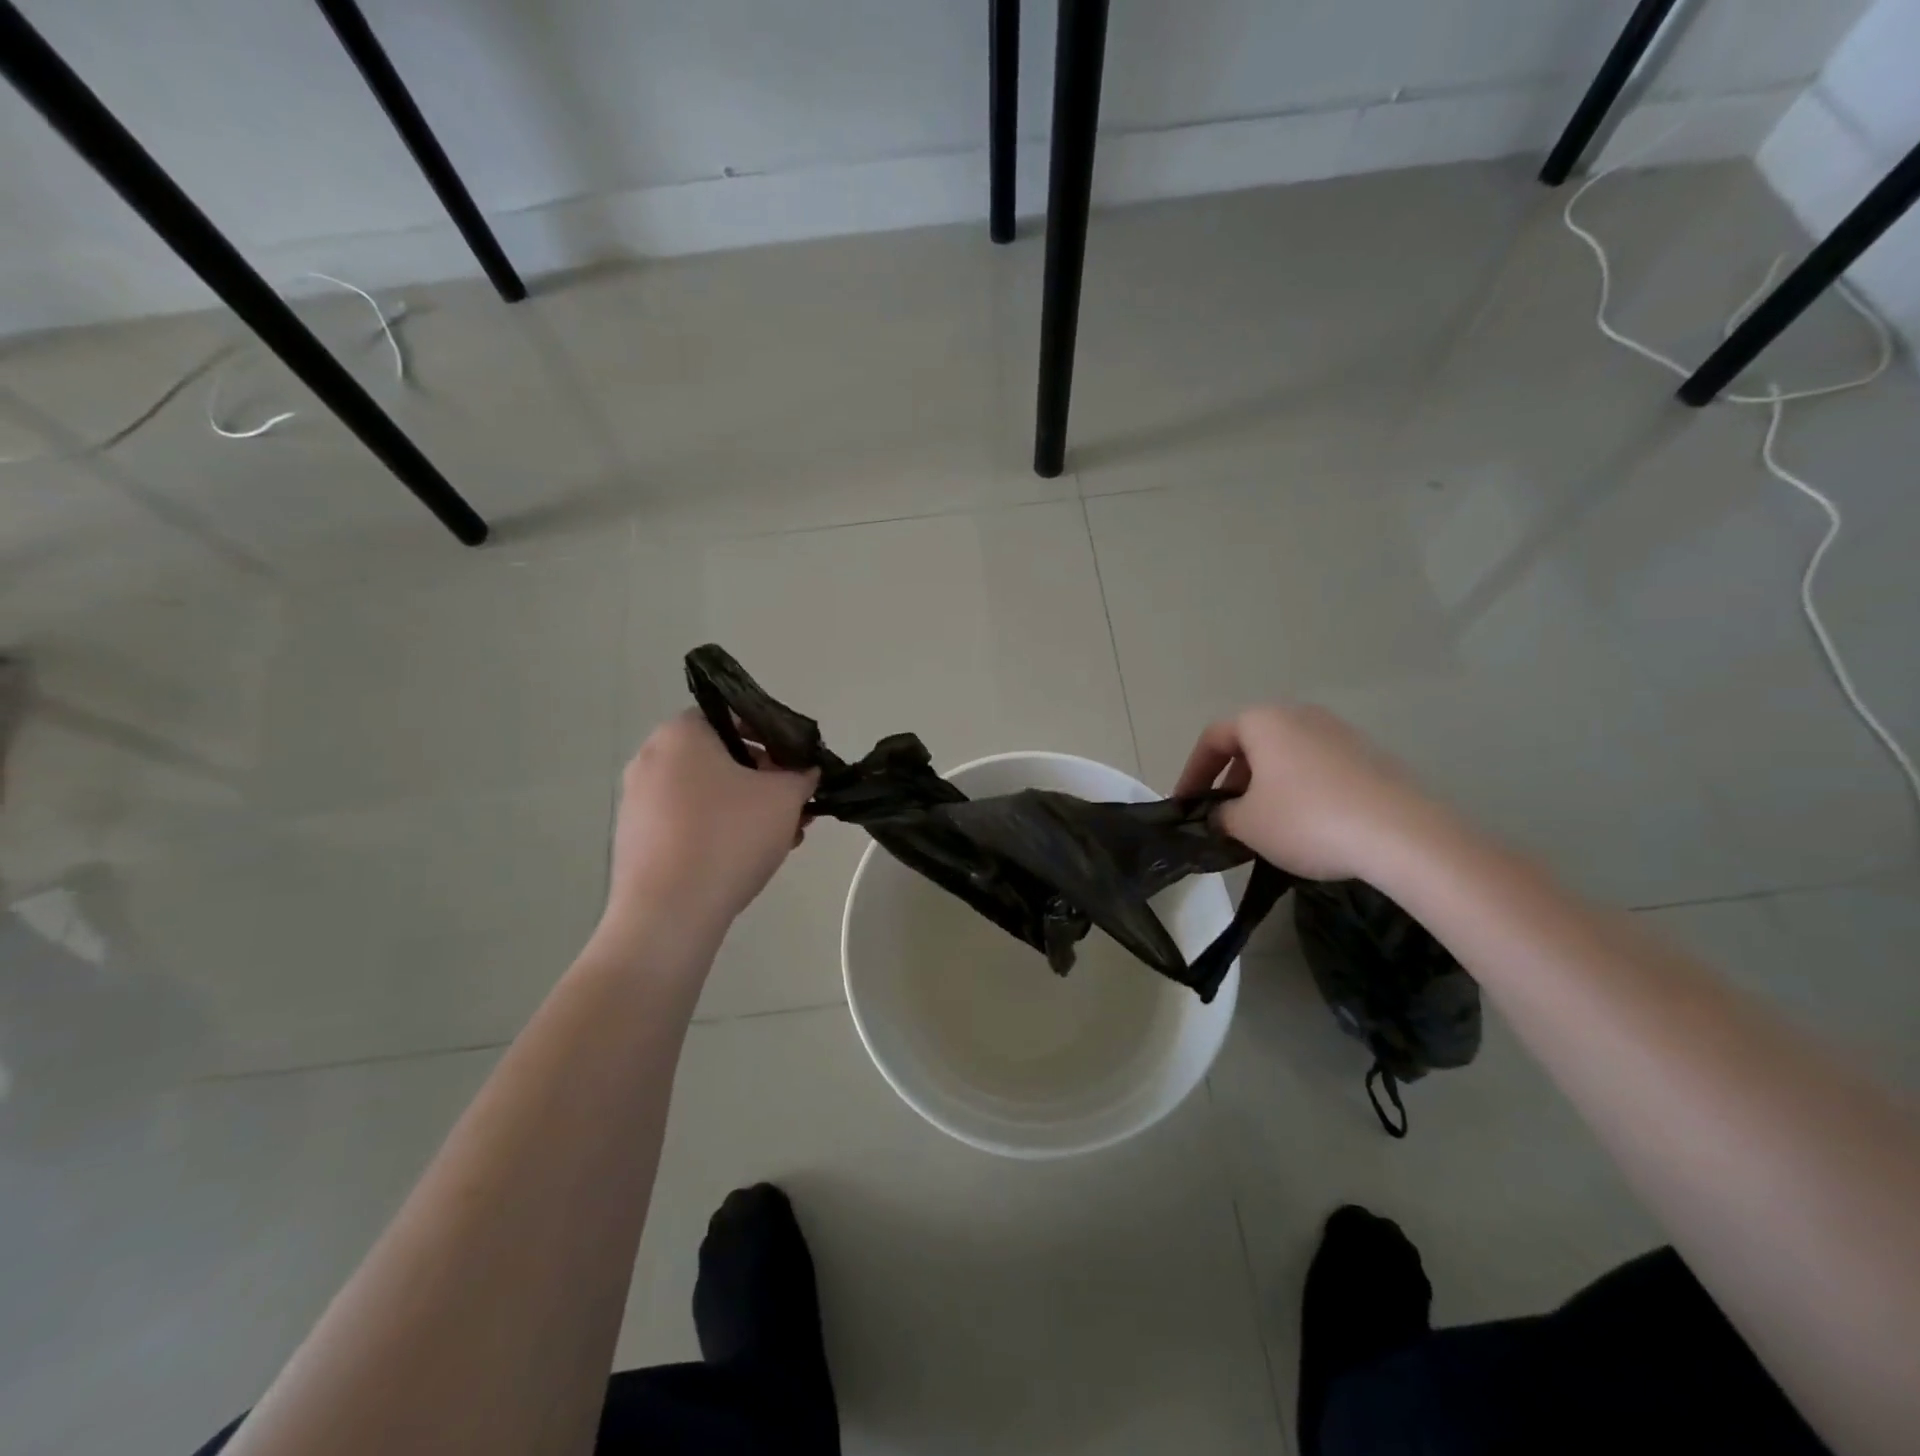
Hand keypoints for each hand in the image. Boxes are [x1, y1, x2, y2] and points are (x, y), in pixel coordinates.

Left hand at [601, 710, 818, 947]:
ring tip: (781, 838)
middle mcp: (650, 758)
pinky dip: (718, 830)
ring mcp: (637, 801)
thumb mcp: (785, 797)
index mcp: (681, 734)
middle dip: (763, 779)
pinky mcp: (635, 840)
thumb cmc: (729, 836)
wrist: (668, 913)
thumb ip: (802, 775)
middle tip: (795, 804)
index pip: (732, 716)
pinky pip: (687, 822)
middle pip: (720, 757)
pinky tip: (748, 859)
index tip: (794, 764)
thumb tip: (805, 772)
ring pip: (706, 793)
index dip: (771, 736)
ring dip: (746, 808)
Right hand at [1173, 705, 1439, 881]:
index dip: (1192, 772)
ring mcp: (1340, 733)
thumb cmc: (1306, 819)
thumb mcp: (1246, 824)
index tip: (1185, 805)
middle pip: (1251, 743)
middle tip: (1224, 815)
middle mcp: (1301, 715)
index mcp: (1264, 720)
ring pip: (1286, 756)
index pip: (1213, 738)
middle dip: (1231, 779)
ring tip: (1262, 824)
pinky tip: (1305, 826)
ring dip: (1265, 786)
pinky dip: (1299, 791)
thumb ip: (1221, 814)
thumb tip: (1220, 814)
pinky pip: (1318, 769)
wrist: (1402, 835)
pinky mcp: (1370, 757)